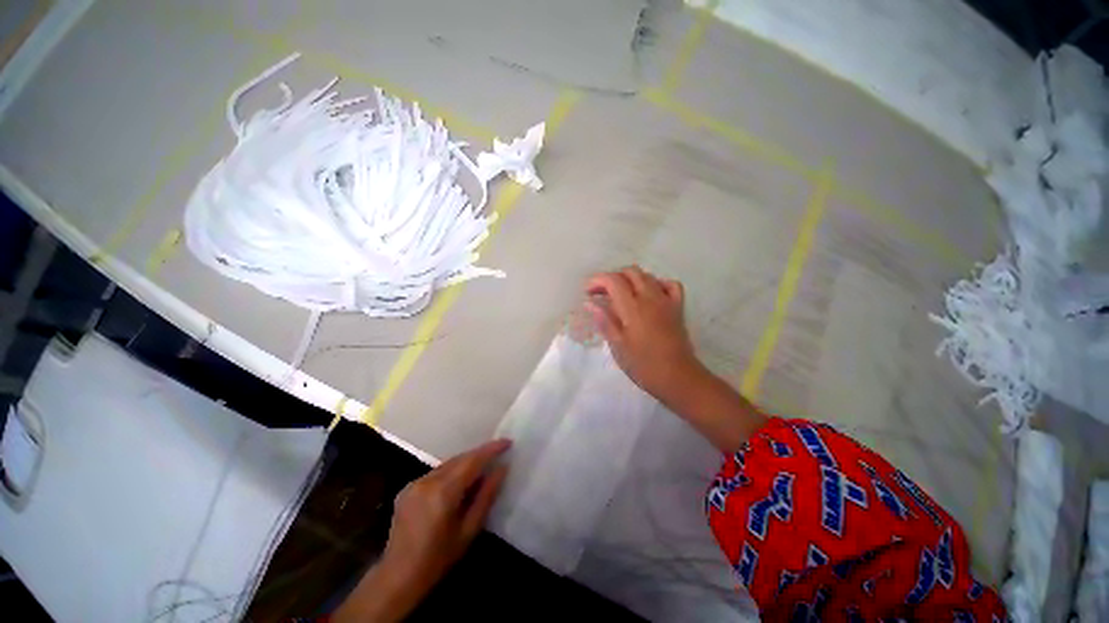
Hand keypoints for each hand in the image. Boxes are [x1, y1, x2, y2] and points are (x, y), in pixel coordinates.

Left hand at [334, 439, 510, 621]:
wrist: (397, 577)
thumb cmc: (438, 558)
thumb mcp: (469, 530)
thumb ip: (486, 496)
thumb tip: (501, 469)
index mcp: (443, 492)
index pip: (472, 461)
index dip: (491, 449)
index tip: (508, 442)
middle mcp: (427, 480)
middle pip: (460, 458)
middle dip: (480, 453)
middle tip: (499, 452)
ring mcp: (415, 482)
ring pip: (448, 463)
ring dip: (466, 462)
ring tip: (483, 466)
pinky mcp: (407, 488)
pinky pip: (436, 472)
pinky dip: (451, 471)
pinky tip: (459, 481)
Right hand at [585, 266, 707, 404]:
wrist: (678, 378)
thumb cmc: (643, 365)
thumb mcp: (618, 346)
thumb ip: (604, 321)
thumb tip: (589, 303)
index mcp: (633, 308)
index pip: (614, 280)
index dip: (598, 280)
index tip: (587, 292)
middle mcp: (650, 298)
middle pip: (631, 272)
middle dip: (613, 277)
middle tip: (602, 293)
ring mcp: (666, 301)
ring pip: (648, 276)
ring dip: (631, 279)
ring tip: (620, 294)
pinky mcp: (678, 308)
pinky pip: (669, 285)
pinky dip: (657, 284)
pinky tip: (649, 295)